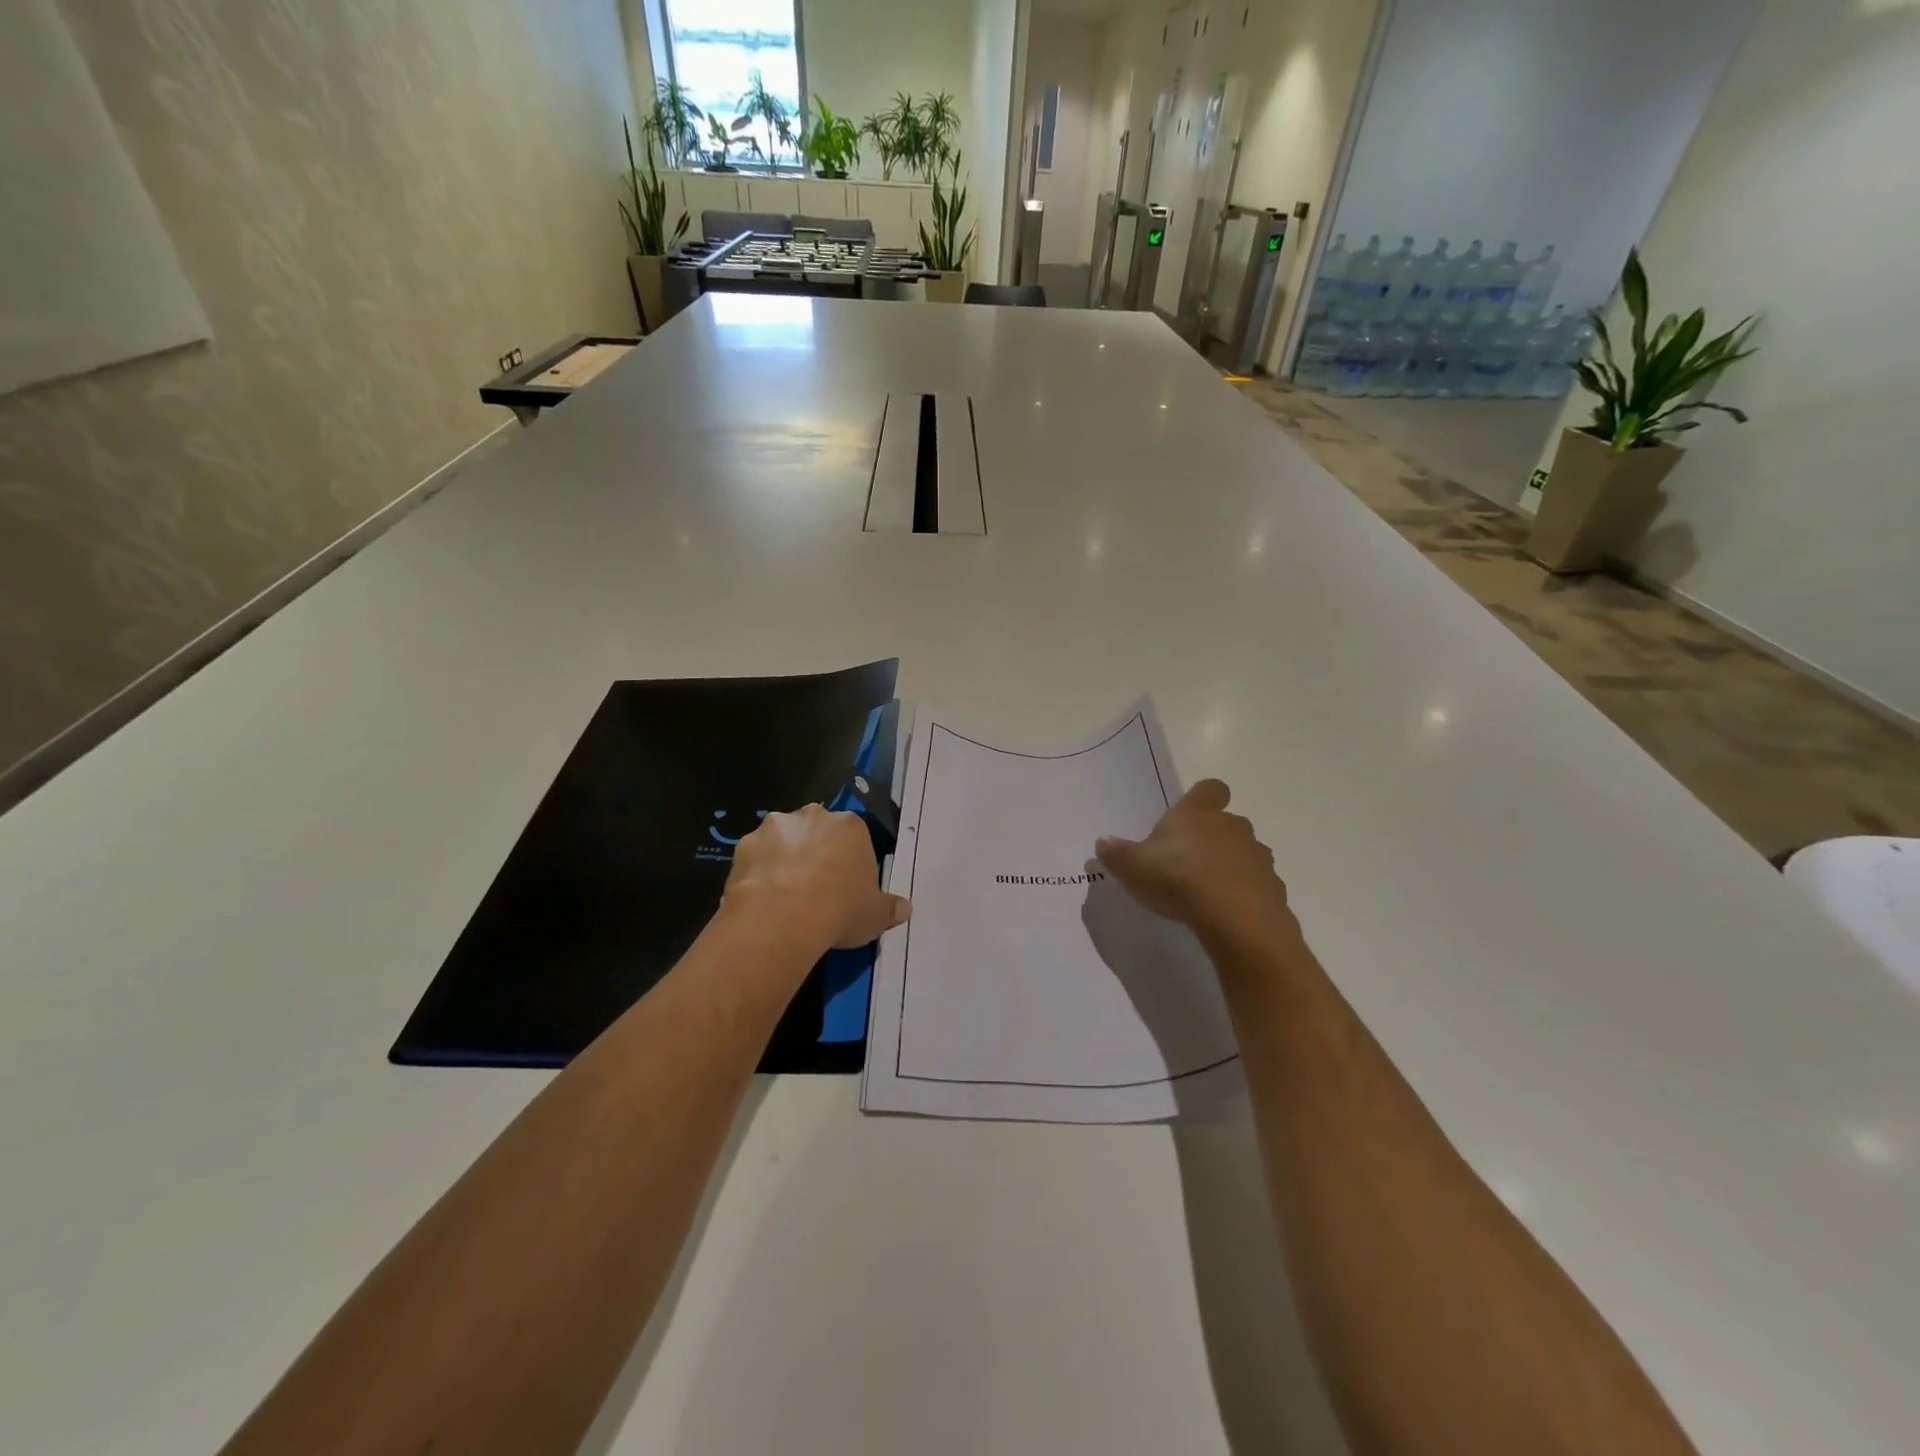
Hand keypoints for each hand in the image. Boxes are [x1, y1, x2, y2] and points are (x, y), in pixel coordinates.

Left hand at [722, 804, 910, 952]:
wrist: (782, 917)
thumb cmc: (840, 910)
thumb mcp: (875, 915)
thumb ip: (890, 908)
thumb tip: (905, 909)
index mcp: (850, 826)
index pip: (853, 837)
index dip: (849, 861)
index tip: (846, 886)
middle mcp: (813, 816)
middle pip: (816, 830)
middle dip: (814, 852)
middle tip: (815, 889)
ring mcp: (775, 827)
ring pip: (783, 840)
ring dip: (784, 858)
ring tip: (784, 896)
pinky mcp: (744, 844)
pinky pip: (755, 857)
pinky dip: (757, 873)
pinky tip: (760, 899)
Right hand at [1095, 780, 1295, 943]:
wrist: (1234, 919)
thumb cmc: (1177, 878)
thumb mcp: (1133, 867)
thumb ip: (1117, 853)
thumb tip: (1103, 842)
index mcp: (1198, 813)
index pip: (1210, 789)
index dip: (1202, 799)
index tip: (1189, 816)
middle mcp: (1232, 827)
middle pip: (1227, 823)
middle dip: (1212, 839)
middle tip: (1188, 863)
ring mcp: (1257, 857)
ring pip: (1244, 854)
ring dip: (1230, 867)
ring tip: (1207, 893)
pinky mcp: (1273, 888)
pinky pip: (1257, 885)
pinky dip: (1244, 895)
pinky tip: (1226, 914)